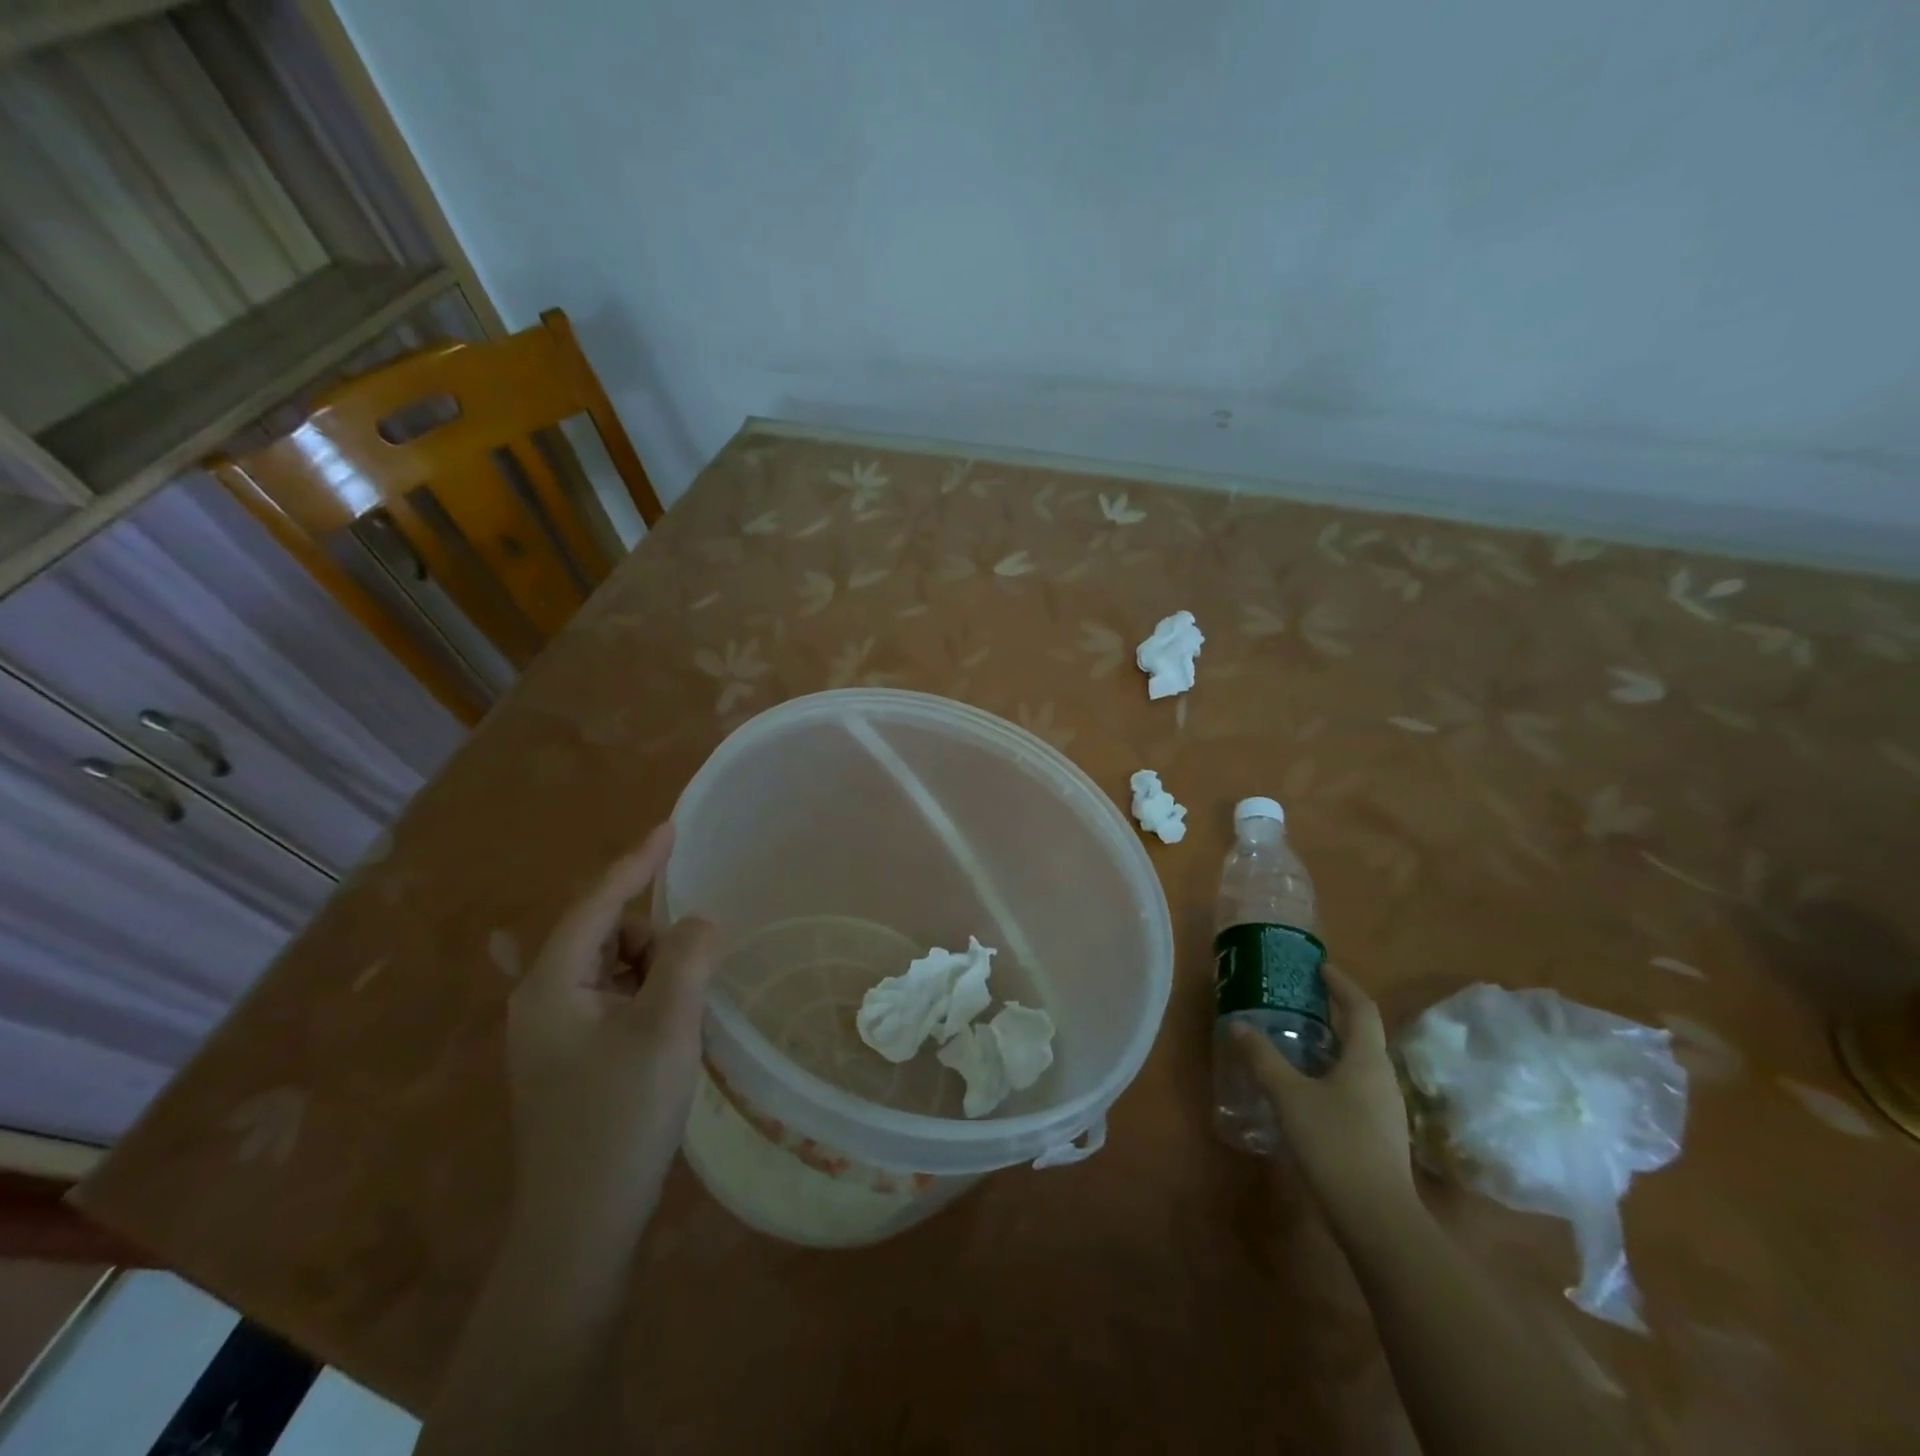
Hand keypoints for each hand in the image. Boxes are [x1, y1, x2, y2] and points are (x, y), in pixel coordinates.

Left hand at [506, 823, 717, 1242]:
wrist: (581, 1226)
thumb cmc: (620, 1120)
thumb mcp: (666, 1031)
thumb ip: (687, 960)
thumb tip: (700, 920)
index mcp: (553, 985)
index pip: (598, 902)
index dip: (637, 862)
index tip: (671, 827)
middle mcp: (544, 999)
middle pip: (607, 933)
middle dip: (654, 937)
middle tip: (691, 977)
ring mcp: (555, 1031)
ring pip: (616, 967)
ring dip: (655, 971)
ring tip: (682, 1016)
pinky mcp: (573, 1056)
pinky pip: (617, 999)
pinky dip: (649, 997)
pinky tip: (670, 1030)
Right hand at [1233, 965, 1416, 1237]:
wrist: (1377, 1219)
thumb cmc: (1335, 1144)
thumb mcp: (1290, 1096)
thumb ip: (1263, 1059)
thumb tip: (1239, 1026)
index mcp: (1368, 1060)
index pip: (1361, 1007)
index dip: (1341, 983)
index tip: (1318, 968)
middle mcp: (1382, 1078)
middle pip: (1362, 1034)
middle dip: (1333, 1013)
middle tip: (1298, 1001)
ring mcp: (1385, 1109)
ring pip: (1358, 1063)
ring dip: (1331, 1045)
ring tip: (1296, 1040)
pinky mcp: (1379, 1134)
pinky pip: (1355, 1088)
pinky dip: (1331, 1073)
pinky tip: (1306, 1088)